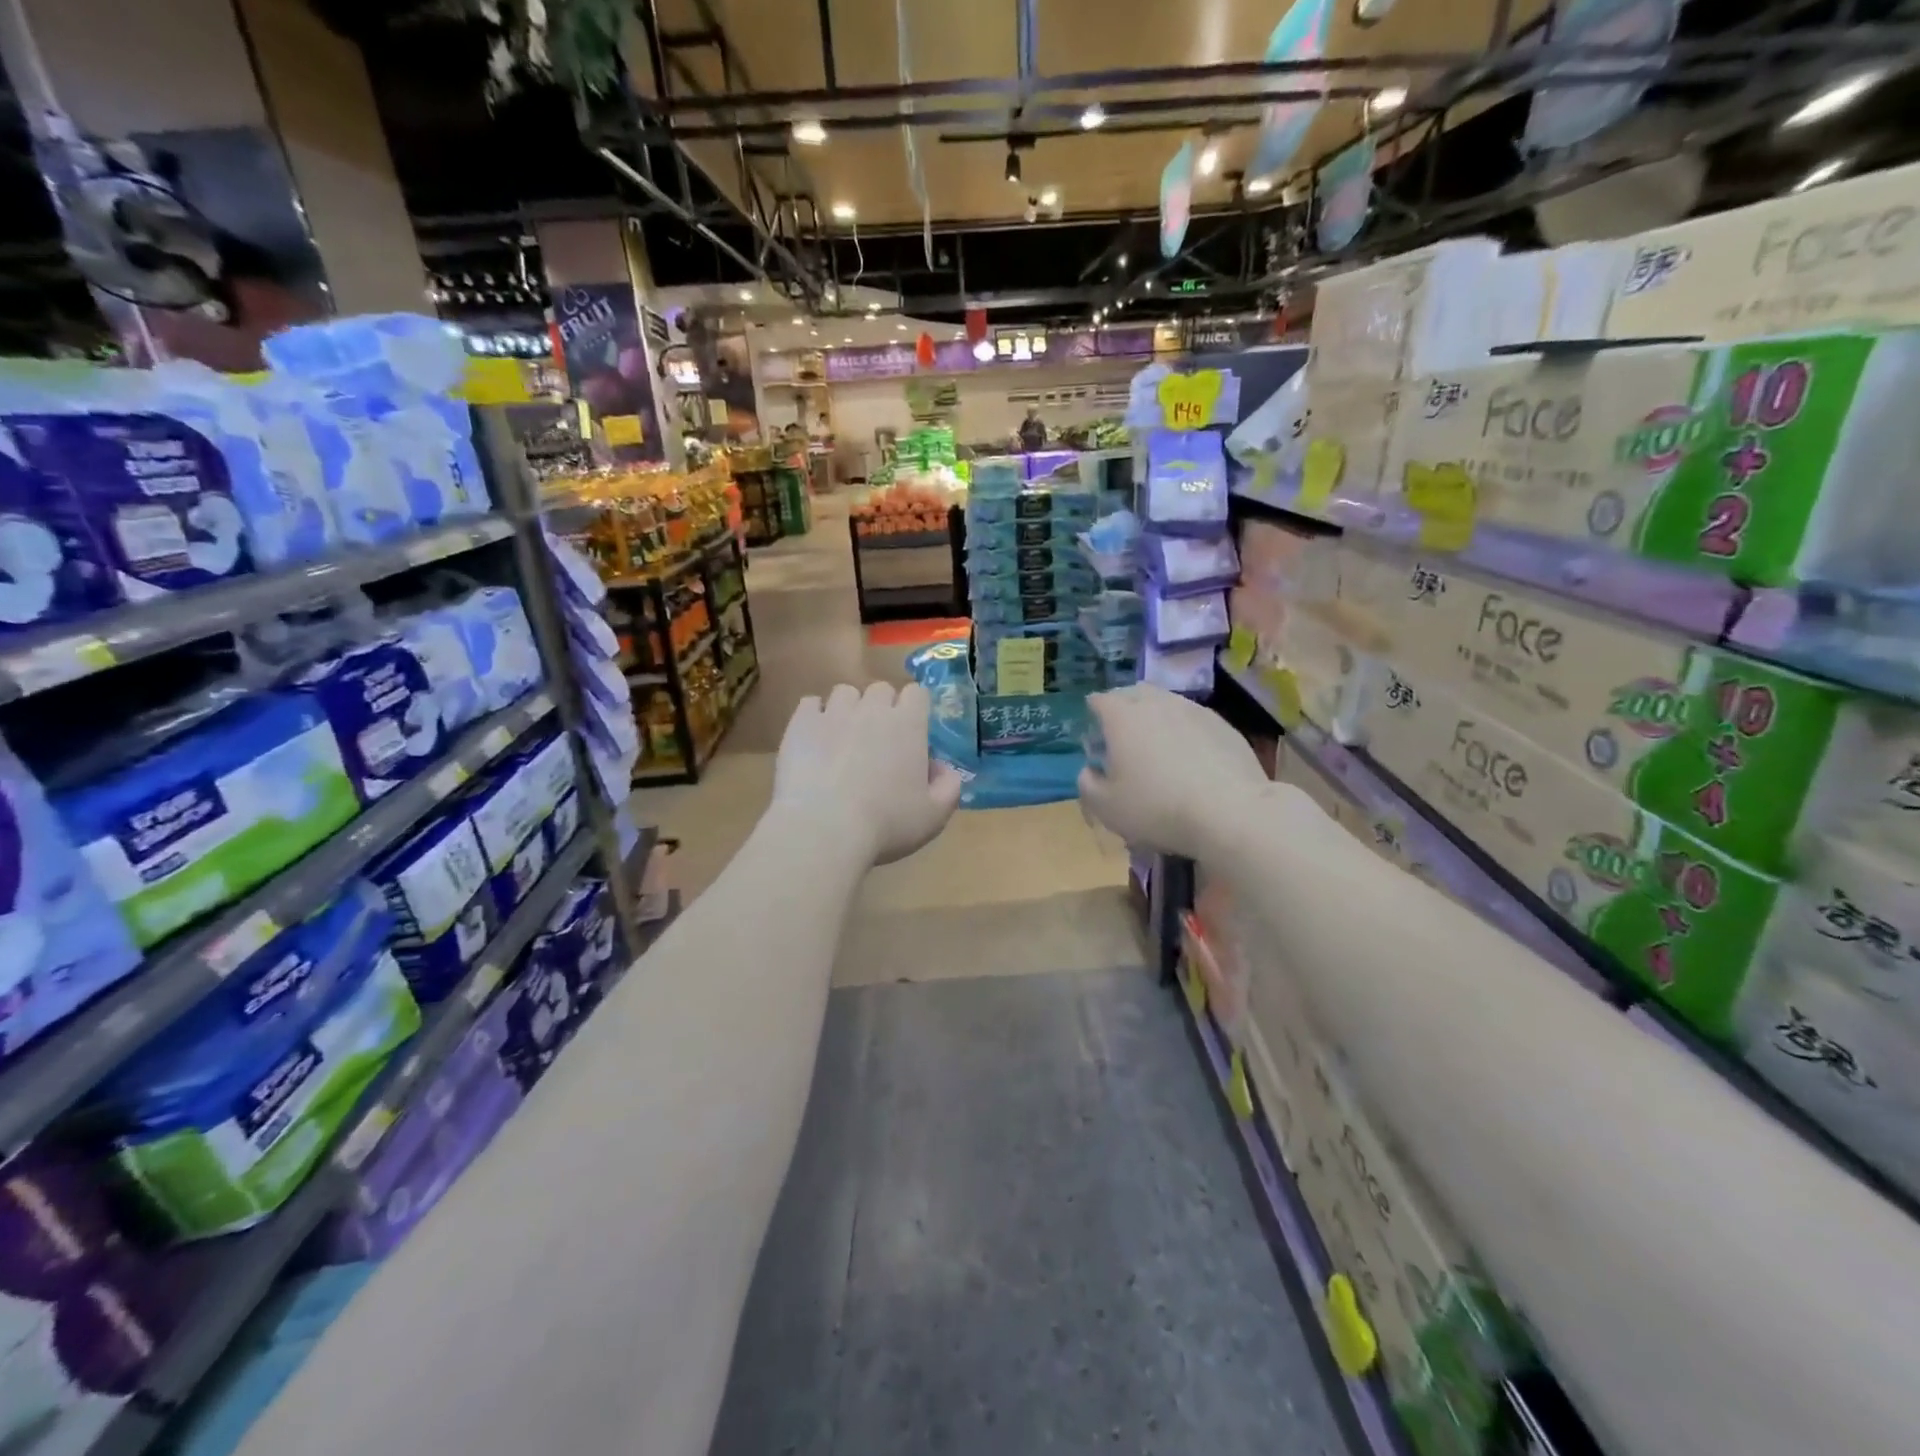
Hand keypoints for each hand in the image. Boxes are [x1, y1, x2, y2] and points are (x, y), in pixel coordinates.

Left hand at [773, 682, 963, 865]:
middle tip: (879, 740)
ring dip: (849, 709)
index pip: (917, 693)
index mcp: (908, 724)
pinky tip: (815, 739)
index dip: (915, 709)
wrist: (823, 828)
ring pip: (845, 692)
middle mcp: (872, 709)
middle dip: (882, 708)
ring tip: (844, 738)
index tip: (912, 732)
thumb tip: (943, 769)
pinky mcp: (801, 723)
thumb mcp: (934, 815)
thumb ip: (949, 787)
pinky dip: (815, 716)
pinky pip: (810, 704)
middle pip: (881, 689)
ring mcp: (834, 713)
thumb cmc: (886, 823)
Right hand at [1078, 684, 1268, 859]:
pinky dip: (1184, 729)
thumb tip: (1090, 770)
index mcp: (1122, 717)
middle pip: (1134, 692)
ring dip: (1156, 715)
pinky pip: (1194, 719)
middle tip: (1122, 732)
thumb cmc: (1157, 808)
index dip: (1093, 712)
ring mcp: (1194, 710)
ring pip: (1167, 702)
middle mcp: (1157, 703)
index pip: (1100, 700)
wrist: (1230, 812)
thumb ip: (1088, 784)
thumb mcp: (1106, 807)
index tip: (1094, 731)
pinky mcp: (1223, 725)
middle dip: (1124, 706)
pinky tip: (1189, 755)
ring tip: (1157, 743)